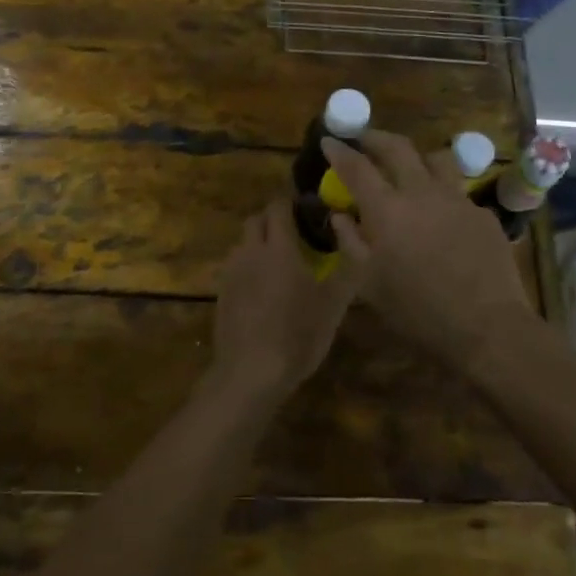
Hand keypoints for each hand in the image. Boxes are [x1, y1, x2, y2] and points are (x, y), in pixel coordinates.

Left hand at [210, 199, 364, 403]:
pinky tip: (261, 290)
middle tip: (293, 236)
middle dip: (272, 220)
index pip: (278, 207)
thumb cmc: (298, 334)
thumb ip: (347, 268)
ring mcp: (231, 272)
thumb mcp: (333, 304)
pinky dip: (247, 268)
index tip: (306, 211)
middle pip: (256, 220)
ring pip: (242, 243)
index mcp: (279, 247)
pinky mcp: (220, 293)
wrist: (250, 372)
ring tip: (277, 264)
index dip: (290, 204)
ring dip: (258, 244)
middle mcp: (251, 251)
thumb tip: (354, 240)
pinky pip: (234, 267)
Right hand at [323, 130, 536, 370]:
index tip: (330, 141)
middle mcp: (421, 192)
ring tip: (409, 167)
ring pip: (435, 159)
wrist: (487, 326)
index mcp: (387, 209)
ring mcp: (456, 199)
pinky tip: (442, 216)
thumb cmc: (417, 311)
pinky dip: (442, 194)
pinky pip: (458, 192)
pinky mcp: (482, 214)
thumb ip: (351, 243)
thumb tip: (340, 215)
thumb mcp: (370, 285)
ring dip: (416, 157)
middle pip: (397, 147)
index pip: (357, 167)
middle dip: (375, 137)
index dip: (340, 151)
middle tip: (363, 138)